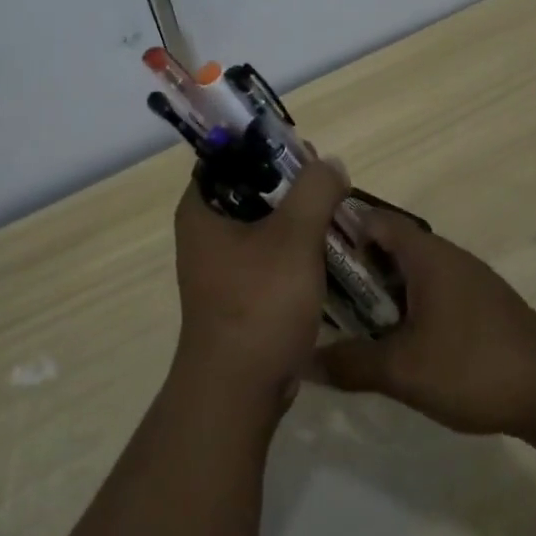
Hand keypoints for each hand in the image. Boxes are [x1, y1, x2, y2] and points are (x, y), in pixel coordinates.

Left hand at [172, 157, 350, 402]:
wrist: (239, 390)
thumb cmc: (259, 303)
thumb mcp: (294, 237)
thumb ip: (315, 190)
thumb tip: (330, 164)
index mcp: (201, 210)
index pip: (229, 156)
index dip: (266, 146)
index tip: (305, 152)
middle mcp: (204, 233)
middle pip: (251, 189)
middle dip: (291, 185)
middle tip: (328, 184)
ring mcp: (221, 266)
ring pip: (263, 225)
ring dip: (297, 218)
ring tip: (334, 213)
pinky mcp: (240, 293)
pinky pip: (269, 256)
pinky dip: (295, 250)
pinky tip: (326, 251)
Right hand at [314, 213, 535, 436]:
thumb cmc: (473, 365)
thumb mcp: (403, 371)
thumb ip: (351, 364)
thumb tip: (303, 361)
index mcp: (425, 254)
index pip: (371, 219)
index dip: (337, 230)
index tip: (306, 254)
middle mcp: (445, 255)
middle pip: (388, 245)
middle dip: (354, 267)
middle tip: (320, 295)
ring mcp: (467, 278)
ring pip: (410, 271)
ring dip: (381, 290)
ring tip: (350, 320)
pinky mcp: (481, 303)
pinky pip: (431, 290)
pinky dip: (407, 304)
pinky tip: (397, 340)